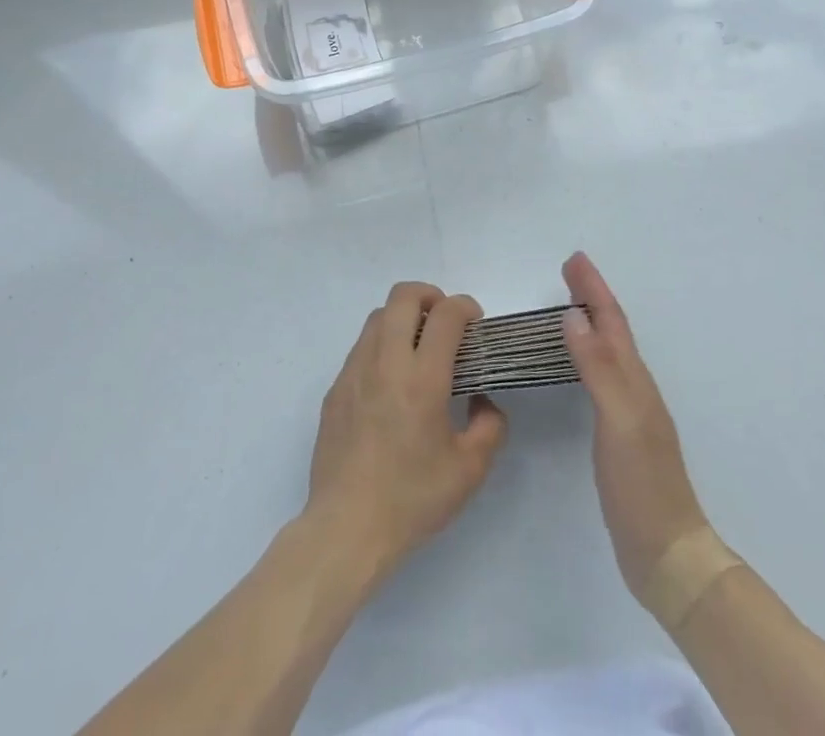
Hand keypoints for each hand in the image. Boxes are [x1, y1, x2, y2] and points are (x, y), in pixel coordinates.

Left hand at [304, 281, 507, 579]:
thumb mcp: (469, 470)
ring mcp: (354, 371)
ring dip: (402, 317)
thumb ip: (489, 426)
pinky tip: (391, 382)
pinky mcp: (335, 388)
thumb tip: (483, 401)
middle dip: (430, 296)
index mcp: (422, 378)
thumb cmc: (412, 499)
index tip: (475, 322)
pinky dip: (381, 345)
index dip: (465, 307)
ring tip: (418, 348)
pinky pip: (361, 347)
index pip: (445, 315)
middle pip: (403, 296)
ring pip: (377, 316)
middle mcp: (385, 362)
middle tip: (445, 322)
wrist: (346, 528)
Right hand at [561, 252, 710, 600]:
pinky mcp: (620, 434)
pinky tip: (580, 364)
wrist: (668, 553)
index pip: (612, 322)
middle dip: (593, 297)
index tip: (574, 259)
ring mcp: (629, 412)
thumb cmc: (642, 484)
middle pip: (613, 330)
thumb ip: (597, 367)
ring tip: (571, 305)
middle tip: (570, 270)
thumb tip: (574, 315)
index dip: (594, 289)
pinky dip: (588, 355)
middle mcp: (635, 388)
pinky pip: (602, 377)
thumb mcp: (618, 420)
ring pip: (608, 352)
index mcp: (634, 380)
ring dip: (592, 322)